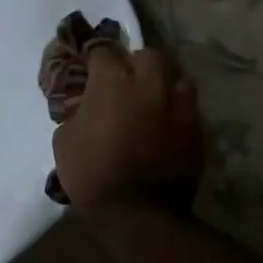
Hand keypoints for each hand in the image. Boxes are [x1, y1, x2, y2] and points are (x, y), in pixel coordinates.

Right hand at [52, 45, 203, 212]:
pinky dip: (173, 108)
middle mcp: (151, 83)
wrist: (138, 212)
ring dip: (160, 82)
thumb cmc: (92, 174)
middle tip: (122, 83)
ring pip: (175, 75)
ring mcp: (180, 103)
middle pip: (147, 55)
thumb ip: (77, 111)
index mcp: (113, 81)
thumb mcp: (65, 139)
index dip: (93, 56)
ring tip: (148, 100)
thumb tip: (85, 105)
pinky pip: (185, 105)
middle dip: (134, 63)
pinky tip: (162, 125)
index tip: (87, 66)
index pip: (103, 49)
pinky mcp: (197, 126)